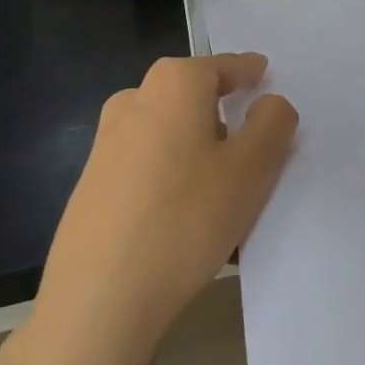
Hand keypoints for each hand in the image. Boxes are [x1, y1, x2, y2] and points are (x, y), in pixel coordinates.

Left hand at [21, 54, 297, 364]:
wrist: (99, 298)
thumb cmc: (186, 219)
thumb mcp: (251, 169)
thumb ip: (272, 124)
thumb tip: (269, 103)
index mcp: (173, 84)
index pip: (223, 66)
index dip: (249, 72)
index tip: (265, 78)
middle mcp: (134, 100)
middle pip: (192, 96)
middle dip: (223, 112)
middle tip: (253, 143)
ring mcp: (106, 142)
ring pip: (168, 131)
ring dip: (197, 146)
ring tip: (223, 189)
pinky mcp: (92, 182)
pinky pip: (146, 163)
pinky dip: (171, 174)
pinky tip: (184, 215)